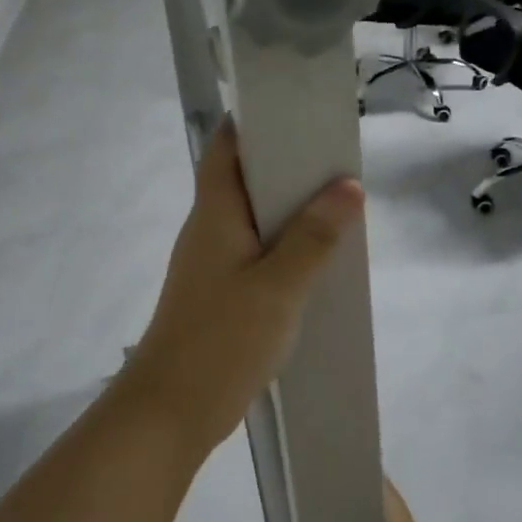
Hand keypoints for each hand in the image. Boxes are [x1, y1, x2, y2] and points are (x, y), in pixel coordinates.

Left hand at [118, 121, 364, 456]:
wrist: (172, 410)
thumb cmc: (221, 339)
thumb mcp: (278, 286)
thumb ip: (313, 237)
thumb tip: (348, 186)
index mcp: (214, 214)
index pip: (227, 147)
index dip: (257, 122)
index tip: (300, 110)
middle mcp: (209, 230)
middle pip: (245, 180)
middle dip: (288, 166)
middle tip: (338, 160)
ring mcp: (213, 264)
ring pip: (254, 220)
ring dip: (291, 210)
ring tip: (340, 203)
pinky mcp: (222, 294)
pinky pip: (258, 254)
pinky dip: (286, 247)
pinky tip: (319, 259)